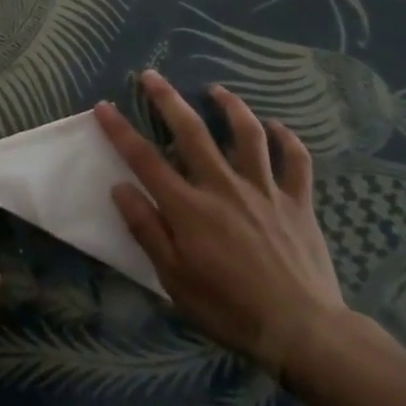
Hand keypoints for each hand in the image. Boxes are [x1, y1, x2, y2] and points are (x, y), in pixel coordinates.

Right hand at [94, 71, 345, 375]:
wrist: (301, 330)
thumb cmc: (228, 308)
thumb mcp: (174, 278)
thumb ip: (146, 229)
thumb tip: (119, 187)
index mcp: (189, 208)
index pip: (145, 160)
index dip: (121, 130)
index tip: (104, 106)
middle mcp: (224, 187)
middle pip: (192, 132)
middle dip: (168, 100)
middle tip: (152, 75)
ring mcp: (264, 191)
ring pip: (248, 135)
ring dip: (230, 107)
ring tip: (217, 90)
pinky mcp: (298, 202)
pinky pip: (296, 161)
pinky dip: (286, 139)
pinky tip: (276, 127)